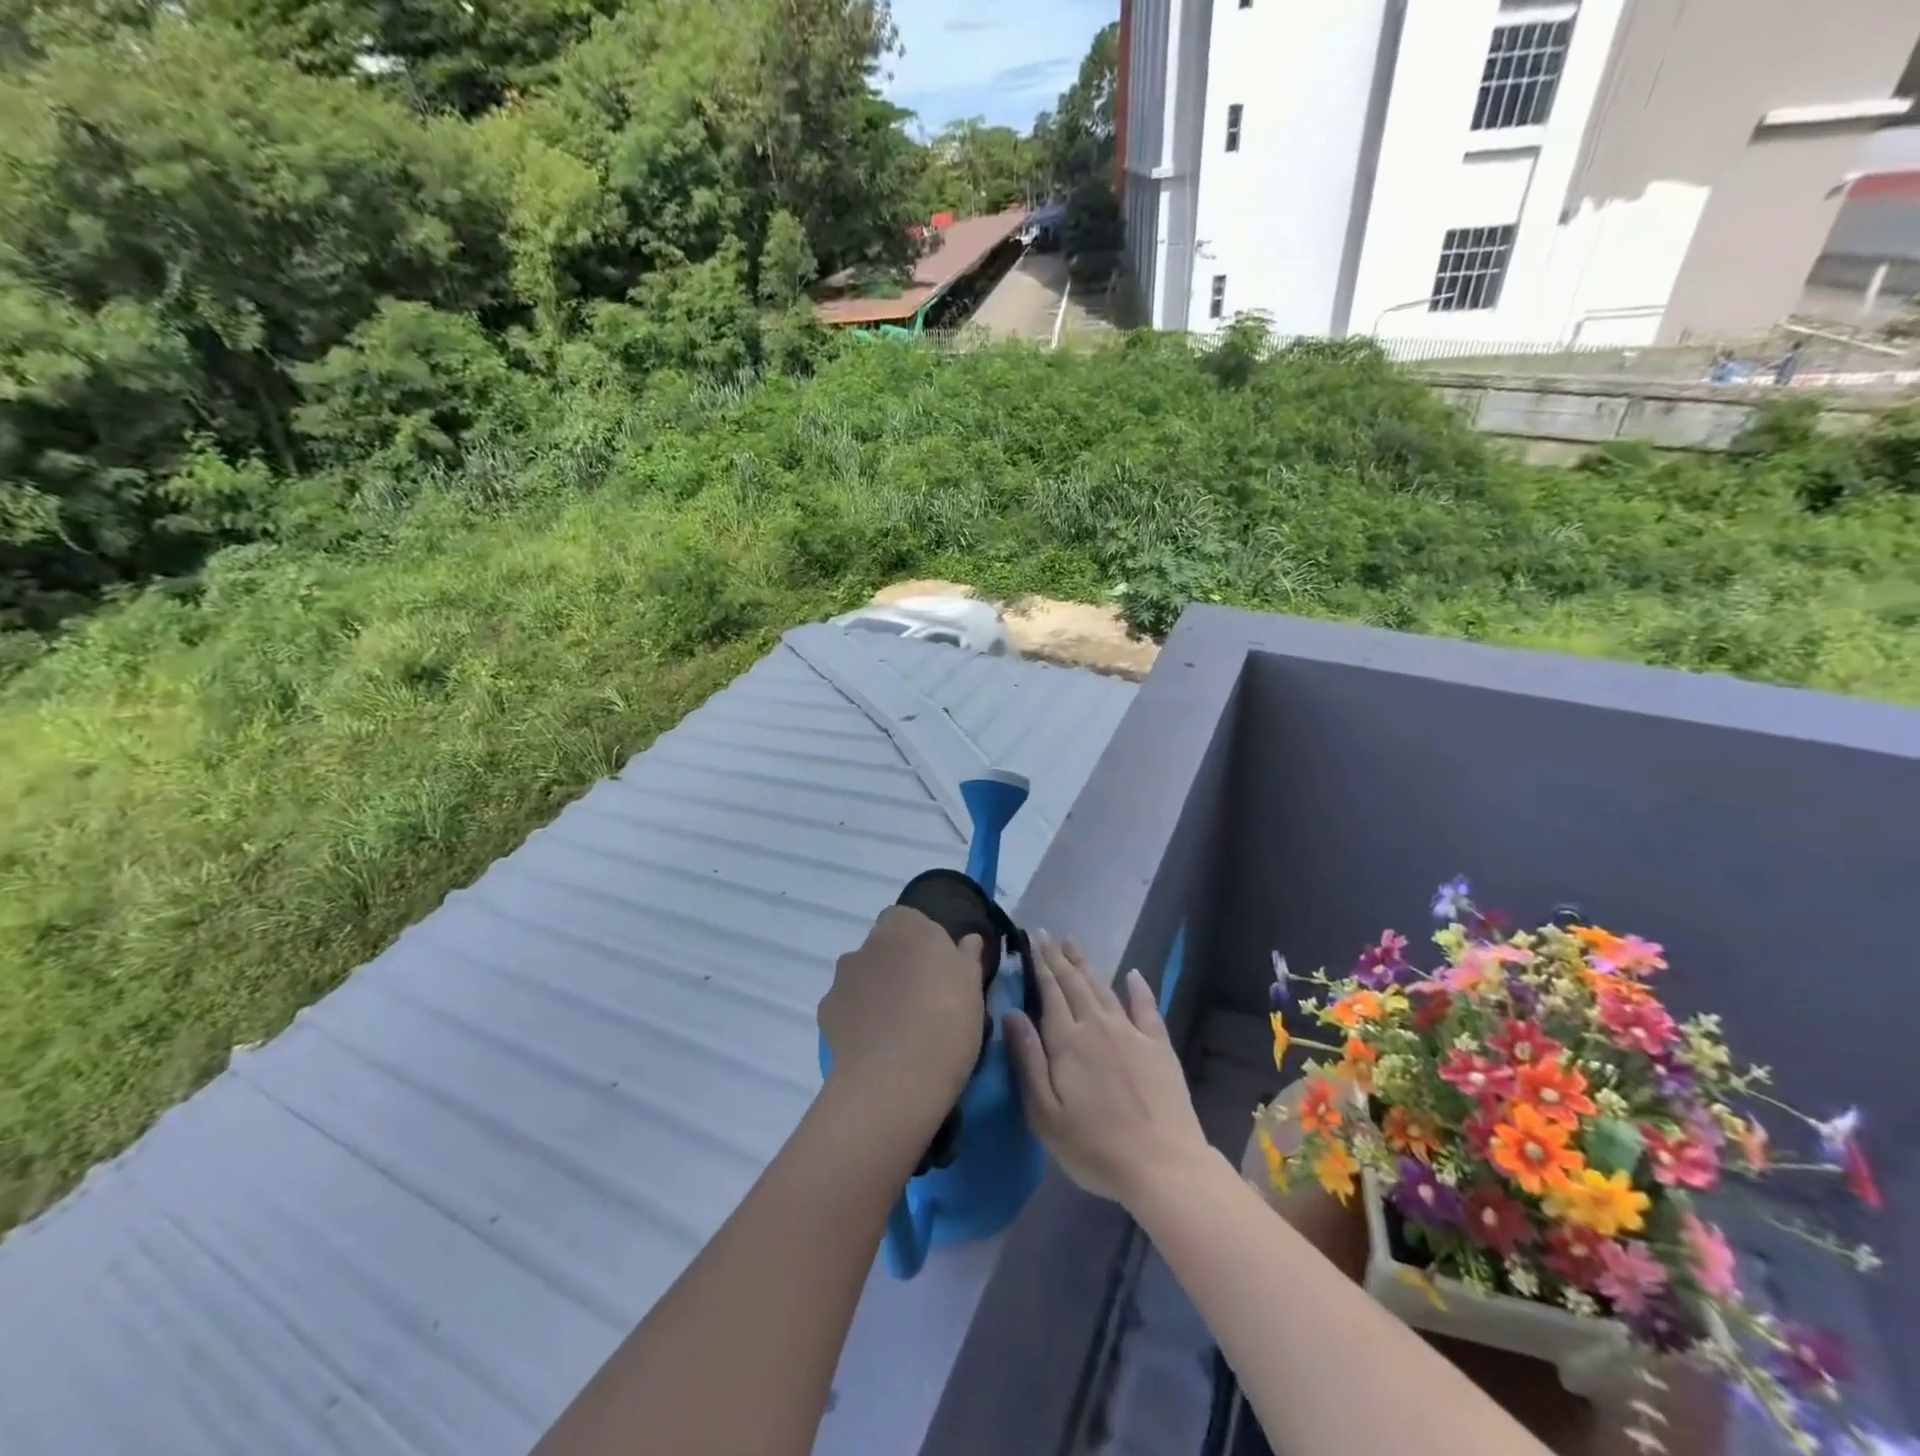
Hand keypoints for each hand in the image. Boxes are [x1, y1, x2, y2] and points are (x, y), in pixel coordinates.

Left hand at [818, 906, 985, 1117]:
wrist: (896, 1077)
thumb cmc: (947, 1020)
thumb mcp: (973, 988)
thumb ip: (967, 958)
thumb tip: (968, 940)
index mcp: (909, 927)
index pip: (906, 918)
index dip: (919, 940)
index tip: (935, 967)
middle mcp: (871, 942)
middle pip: (882, 945)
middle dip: (895, 963)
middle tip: (919, 997)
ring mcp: (844, 975)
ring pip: (861, 974)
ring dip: (874, 989)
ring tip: (895, 1026)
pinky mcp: (826, 1008)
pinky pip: (845, 1005)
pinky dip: (856, 1017)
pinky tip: (873, 1044)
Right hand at [1005, 933, 1211, 1208]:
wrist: (1163, 1165)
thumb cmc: (1094, 1147)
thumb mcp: (1045, 1114)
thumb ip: (1028, 1059)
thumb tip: (1012, 1013)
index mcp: (1067, 1041)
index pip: (1049, 992)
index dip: (1039, 964)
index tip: (1031, 939)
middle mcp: (1098, 1026)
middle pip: (1074, 983)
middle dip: (1058, 957)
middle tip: (1046, 934)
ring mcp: (1131, 1033)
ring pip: (1104, 988)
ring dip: (1087, 964)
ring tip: (1074, 943)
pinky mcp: (1158, 1046)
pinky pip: (1146, 1007)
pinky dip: (1139, 988)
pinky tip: (1133, 974)